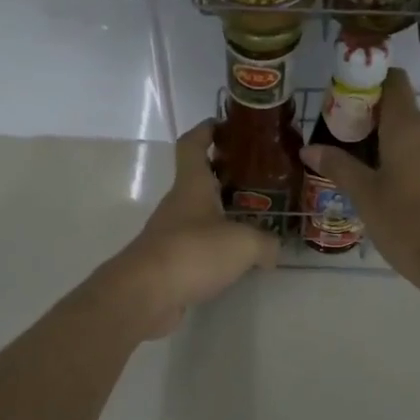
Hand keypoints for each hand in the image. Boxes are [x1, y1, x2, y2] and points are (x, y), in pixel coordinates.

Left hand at [93, 119, 279, 338]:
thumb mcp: (243, 243)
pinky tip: (238, 260)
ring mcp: (170, 234)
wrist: (145, 295)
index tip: (225, 124)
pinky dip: (216, 248)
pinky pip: (197, 247)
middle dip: (226, 176)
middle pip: (200, 180)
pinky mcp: (169, 263)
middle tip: (260, 180)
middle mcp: (178, 205)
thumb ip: (265, 243)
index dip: (207, 130)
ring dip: (223, 215)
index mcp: (192, 185)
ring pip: (200, 215)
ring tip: (256, 222)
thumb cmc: (193, 252)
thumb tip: (274, 251)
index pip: (193, 145)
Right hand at [299, 69, 419, 292]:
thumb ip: (338, 166)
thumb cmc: (406, 223)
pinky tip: (396, 195)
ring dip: (392, 148)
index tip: (346, 104)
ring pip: (417, 140)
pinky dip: (412, 167)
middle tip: (345, 146)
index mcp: (409, 127)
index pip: (394, 82)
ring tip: (367, 175)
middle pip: (403, 112)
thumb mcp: (364, 196)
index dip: (370, 84)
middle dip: (374, 123)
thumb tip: (309, 148)